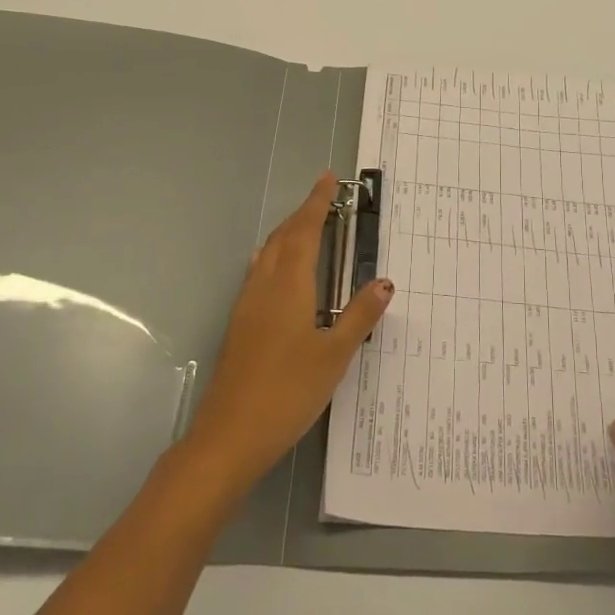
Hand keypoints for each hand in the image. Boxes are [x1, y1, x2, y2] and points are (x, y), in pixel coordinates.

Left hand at [184, 172, 392, 491]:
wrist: (229, 435)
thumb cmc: (288, 391)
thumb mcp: (335, 355)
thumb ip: (360, 315)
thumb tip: (384, 282)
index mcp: (289, 286)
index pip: (304, 231)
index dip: (316, 203)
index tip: (328, 179)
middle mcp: (264, 286)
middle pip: (282, 237)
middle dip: (302, 214)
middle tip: (323, 198)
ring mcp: (246, 305)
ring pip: (267, 254)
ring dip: (286, 233)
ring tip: (306, 227)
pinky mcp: (239, 325)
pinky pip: (258, 273)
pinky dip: (274, 256)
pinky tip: (280, 273)